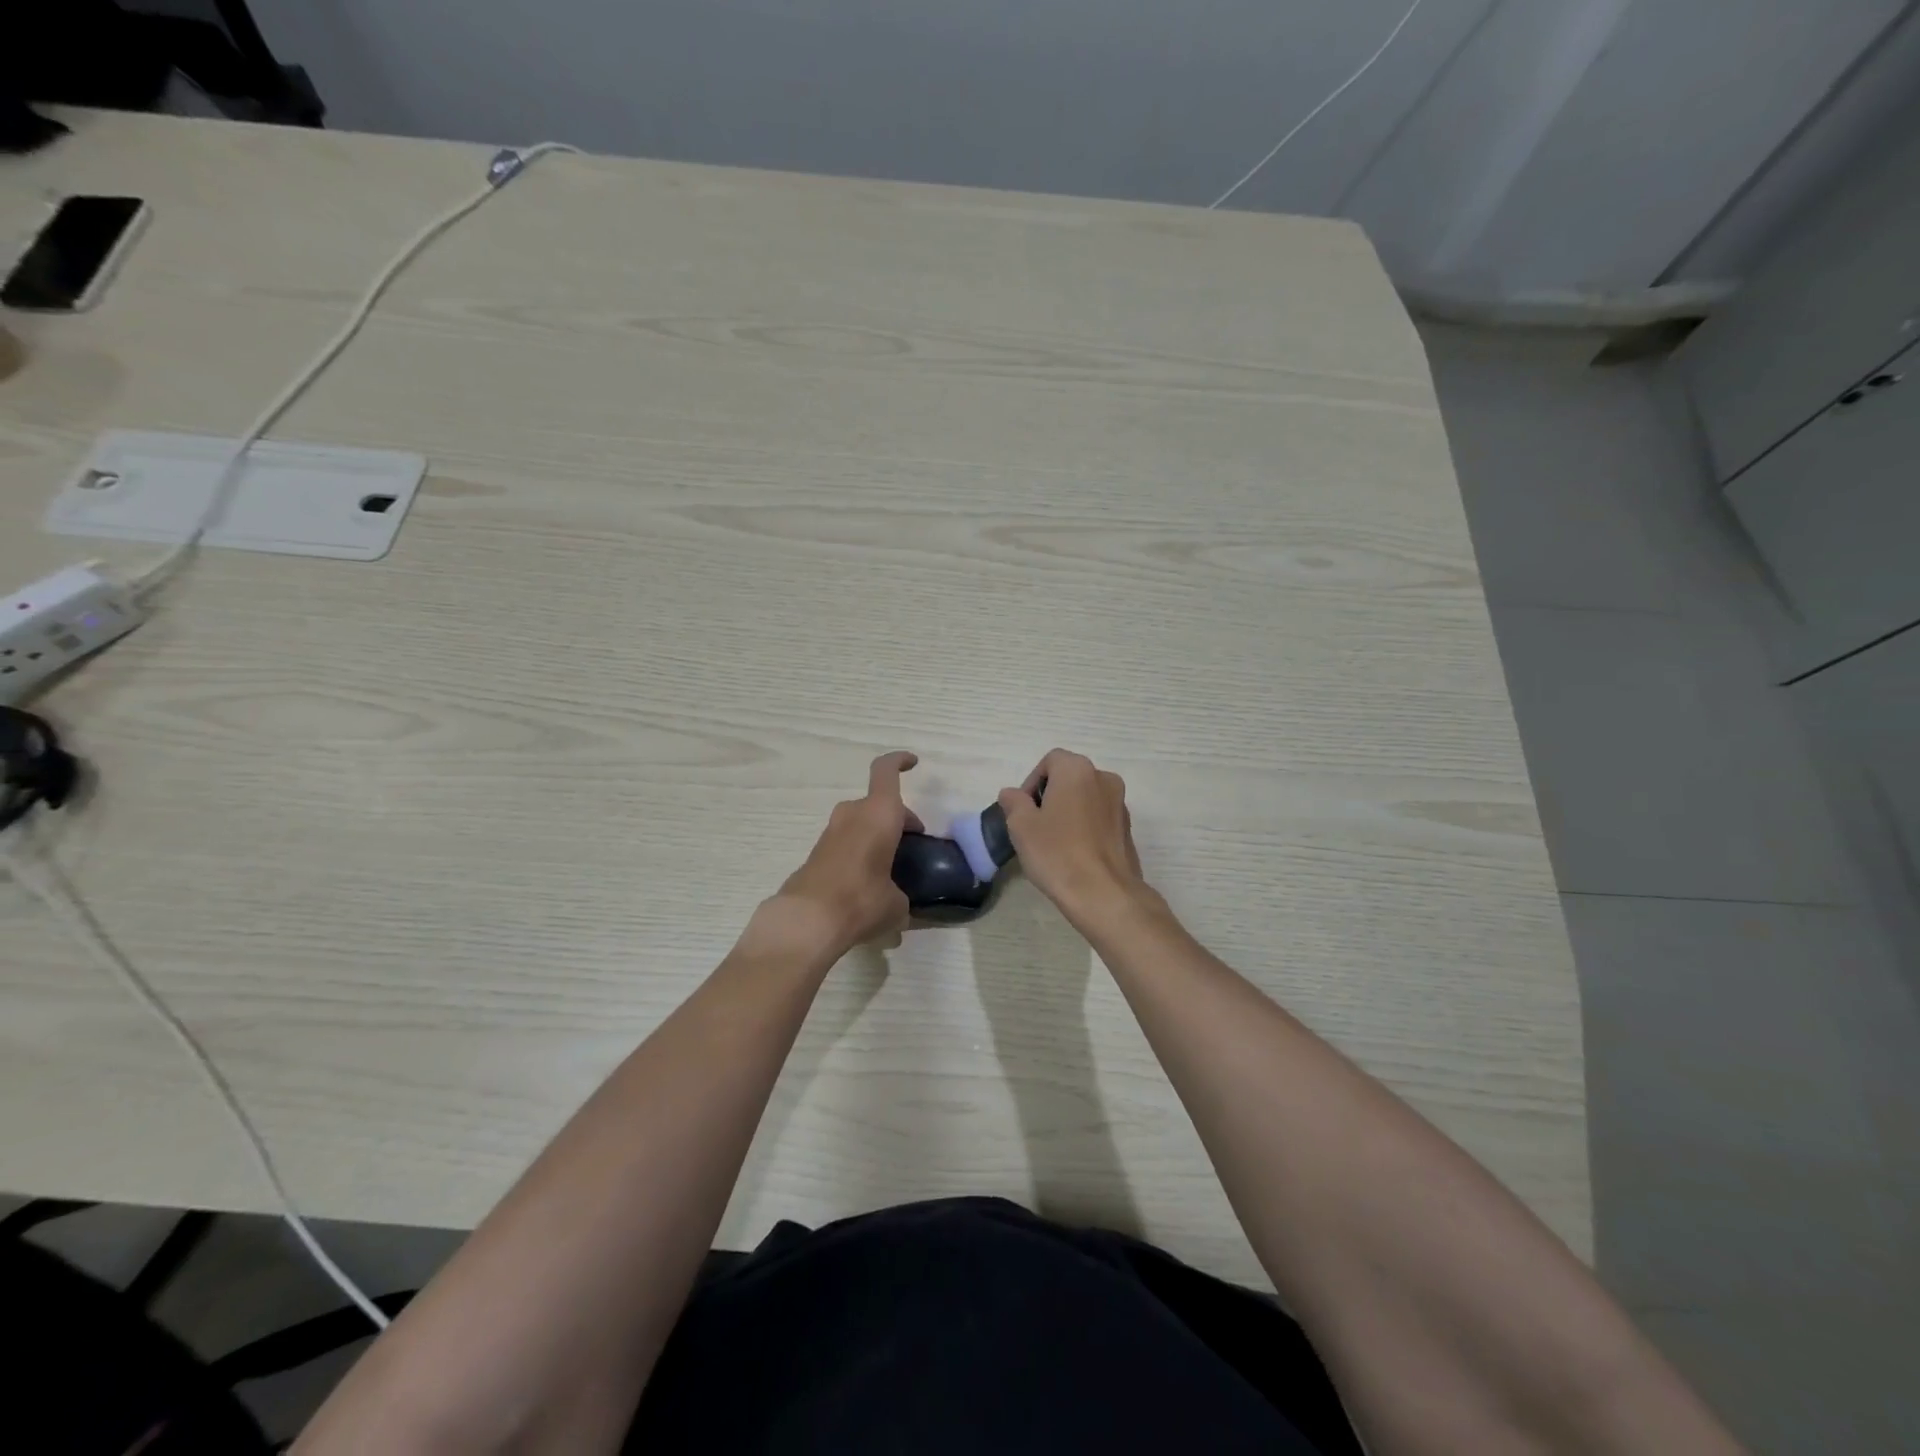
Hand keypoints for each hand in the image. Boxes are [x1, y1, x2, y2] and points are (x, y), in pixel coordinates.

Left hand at [766, 751, 921, 959]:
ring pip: (861, 823)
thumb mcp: (897, 904)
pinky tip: (869, 885)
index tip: (913, 763)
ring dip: (877, 836)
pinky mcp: (816, 853)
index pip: (886, 771)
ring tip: (892, 868)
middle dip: (897, 819)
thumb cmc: (862, 899)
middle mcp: (853, 814)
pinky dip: (860, 854)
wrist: (807, 920)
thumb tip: (896, 903)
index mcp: (879, 814)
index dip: (899, 761)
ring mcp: (831, 833)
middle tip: (912, 843)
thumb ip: (901, 895)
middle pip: (878, 804)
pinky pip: (847, 843)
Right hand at [997, 749, 1157, 929]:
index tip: (1023, 810)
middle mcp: (1104, 778)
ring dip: (1069, 811)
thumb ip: (1014, 802)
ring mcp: (1120, 804)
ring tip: (1053, 842)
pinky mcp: (1128, 829)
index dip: (1032, 782)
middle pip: (1070, 777)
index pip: (1050, 761)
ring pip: (1086, 798)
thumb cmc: (1057, 853)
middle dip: (1050, 796)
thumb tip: (1012, 794)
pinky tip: (1074, 853)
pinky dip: (1085, 827)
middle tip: (1034, 825)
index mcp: (1077, 770)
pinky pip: (1099, 818)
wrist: (1104, 894)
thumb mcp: (1021, 826)